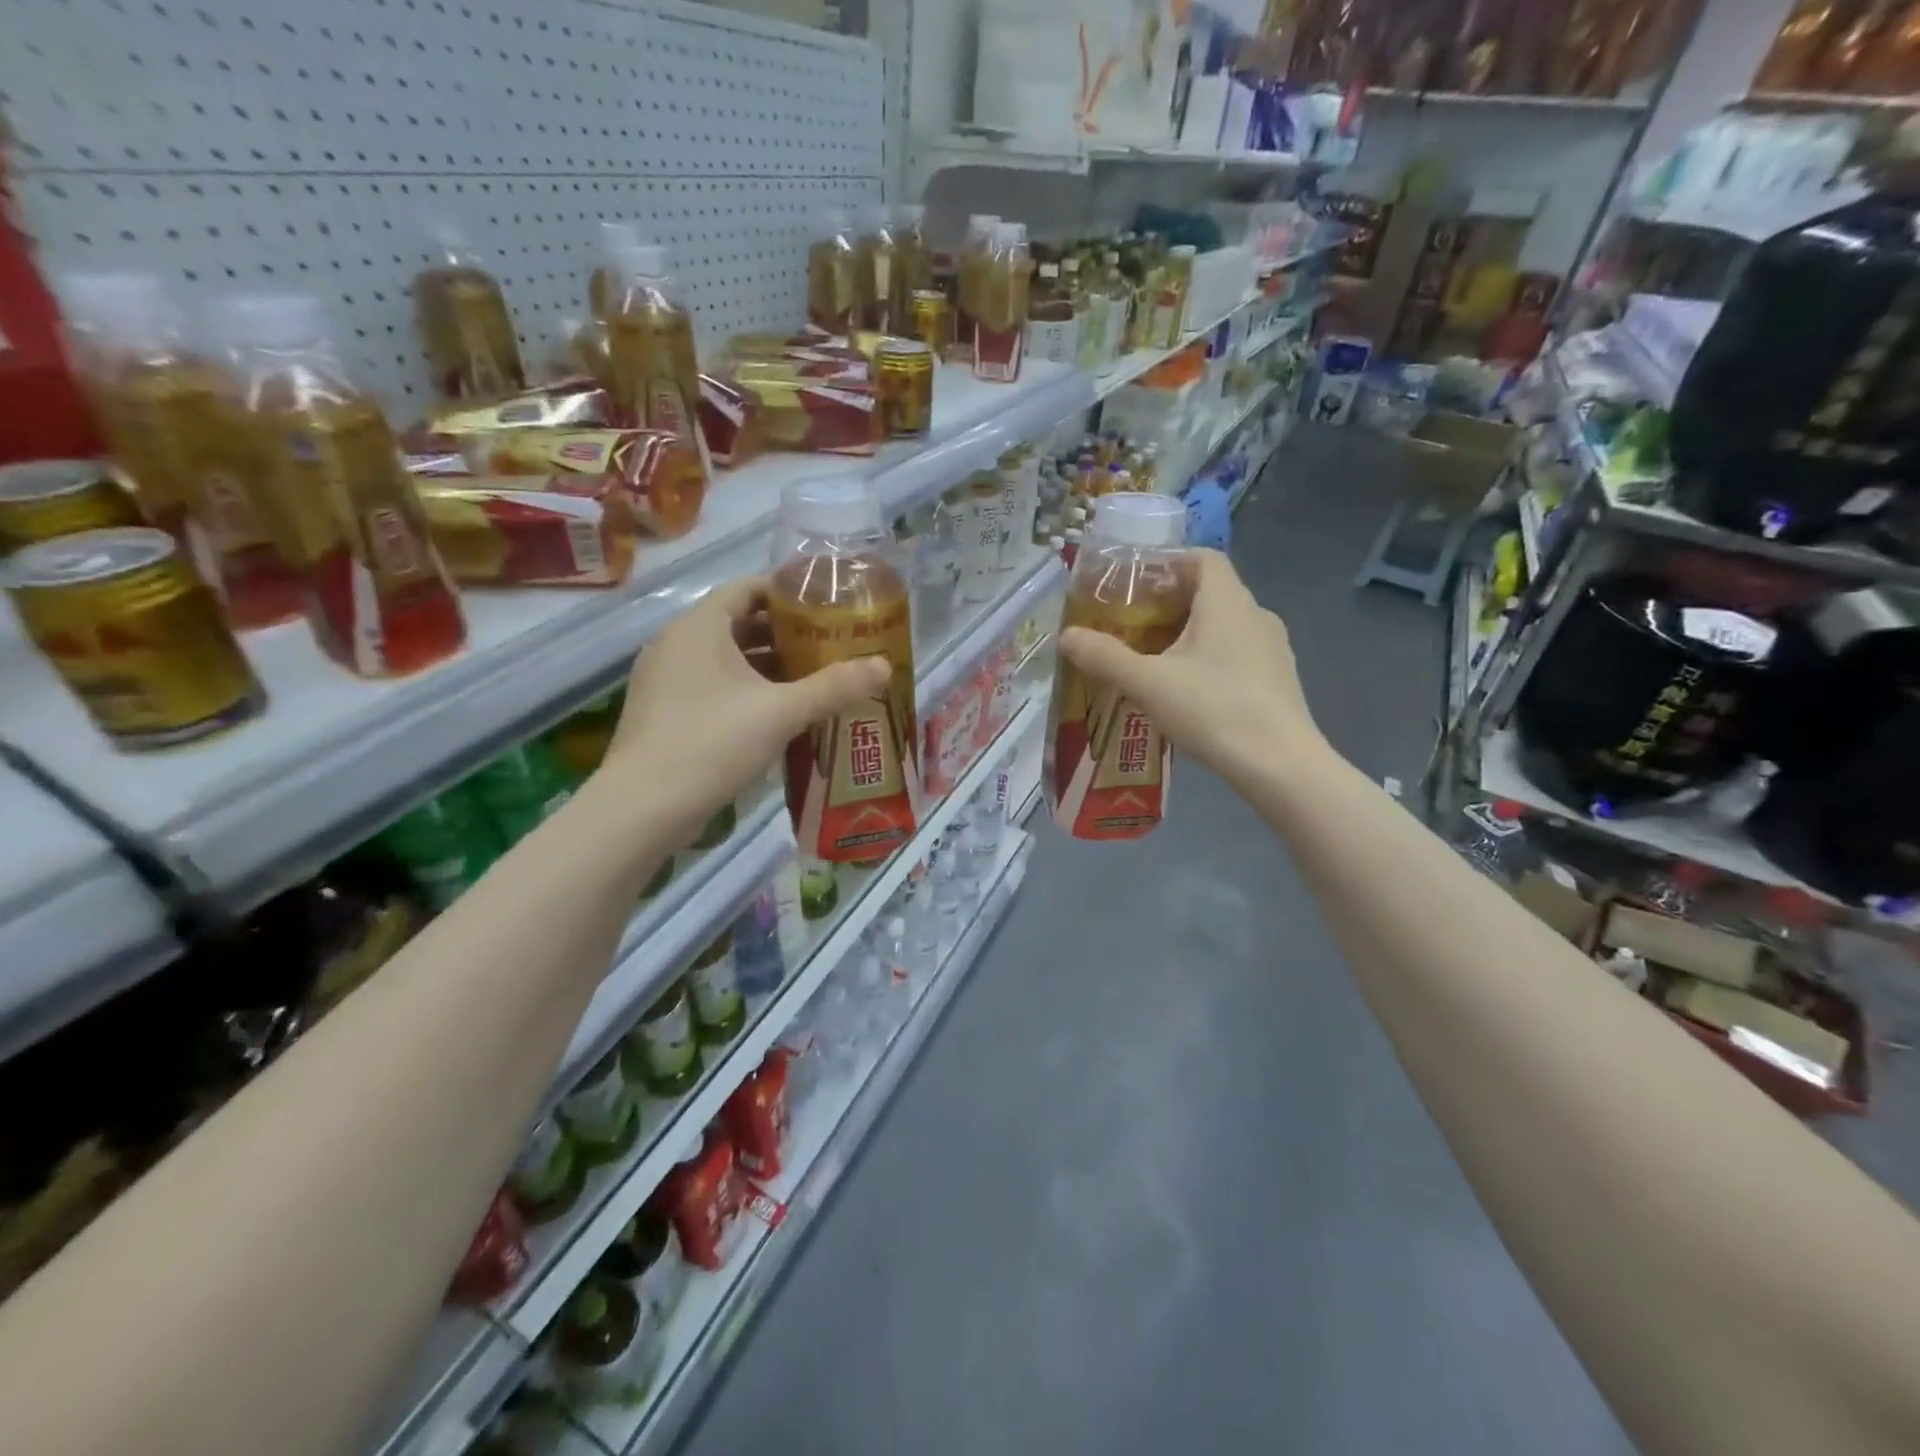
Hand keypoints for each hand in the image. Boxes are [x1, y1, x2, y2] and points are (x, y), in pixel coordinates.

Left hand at [597, 577, 889, 840]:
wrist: (643, 808)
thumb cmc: (712, 743)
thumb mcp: (781, 712)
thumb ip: (834, 687)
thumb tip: (883, 666)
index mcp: (699, 628)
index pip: (747, 588)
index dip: (788, 592)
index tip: (827, 605)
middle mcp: (677, 644)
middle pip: (739, 623)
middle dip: (785, 633)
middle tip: (830, 643)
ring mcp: (666, 680)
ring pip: (727, 659)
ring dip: (768, 666)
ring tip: (814, 677)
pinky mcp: (666, 712)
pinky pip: (714, 686)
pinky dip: (747, 690)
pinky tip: (779, 713)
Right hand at [1058, 549, 1326, 790]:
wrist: (1280, 765)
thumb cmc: (1213, 710)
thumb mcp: (1147, 683)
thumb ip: (1105, 657)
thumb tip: (1066, 636)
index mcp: (1227, 601)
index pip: (1202, 557)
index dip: (1168, 563)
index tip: (1135, 587)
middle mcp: (1255, 614)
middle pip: (1210, 592)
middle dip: (1169, 605)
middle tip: (1131, 628)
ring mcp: (1273, 648)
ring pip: (1224, 626)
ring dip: (1189, 635)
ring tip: (1154, 662)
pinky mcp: (1278, 679)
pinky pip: (1237, 654)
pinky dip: (1210, 660)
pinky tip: (1188, 693)